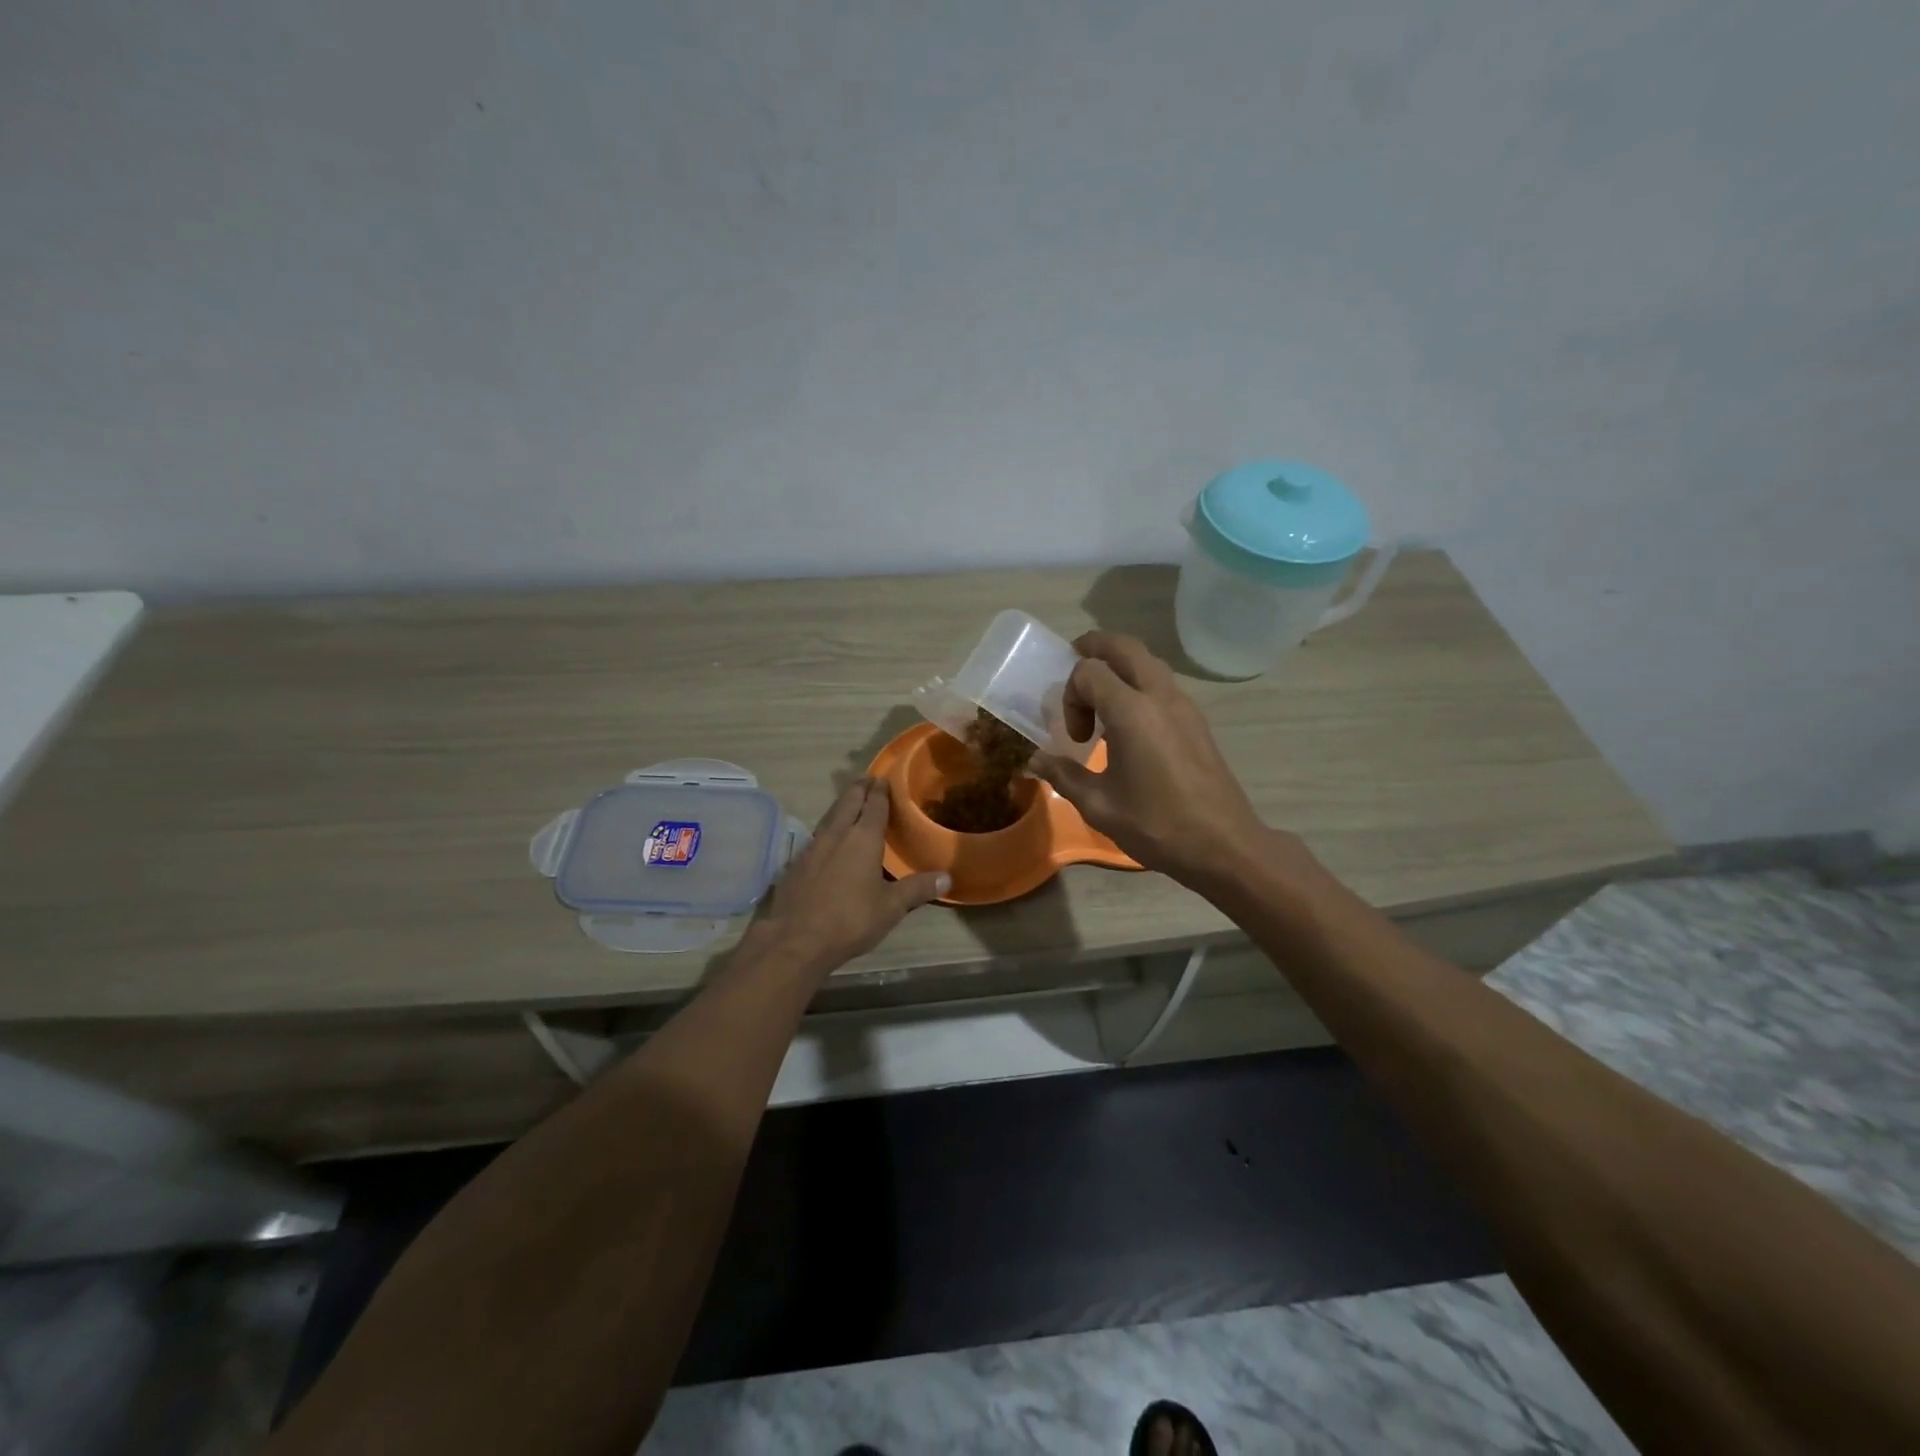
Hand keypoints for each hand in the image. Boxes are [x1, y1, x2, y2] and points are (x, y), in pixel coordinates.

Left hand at [749, 777, 947, 974]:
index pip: (874, 805)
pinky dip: (827, 829)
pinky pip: (816, 836)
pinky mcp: (795, 864)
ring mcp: (812, 847)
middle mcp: (836, 835)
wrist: (796, 940)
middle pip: (848, 802)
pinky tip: (828, 840)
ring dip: (841, 806)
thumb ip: (917, 889)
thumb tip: (947, 877)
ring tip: (849, 803)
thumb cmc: (850, 919)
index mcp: (863, 838)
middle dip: (858, 789)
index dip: (880, 791)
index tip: (884, 778)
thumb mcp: (891, 907)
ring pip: (829, 817)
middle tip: (867, 780)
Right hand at [1032, 632, 1278, 887]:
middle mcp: (1160, 697)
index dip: (1071, 695)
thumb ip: (1064, 775)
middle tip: (1073, 665)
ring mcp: (1184, 706)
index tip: (1074, 737)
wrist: (1223, 846)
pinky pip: (1162, 683)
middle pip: (1124, 646)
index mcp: (1132, 712)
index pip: (1089, 671)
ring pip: (1148, 661)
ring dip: (1119, 666)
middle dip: (1094, 648)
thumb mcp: (1099, 805)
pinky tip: (1129, 723)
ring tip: (1099, 696)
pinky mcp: (1196, 721)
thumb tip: (1035, 761)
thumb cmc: (1157, 825)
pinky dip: (1139, 683)